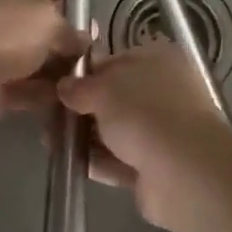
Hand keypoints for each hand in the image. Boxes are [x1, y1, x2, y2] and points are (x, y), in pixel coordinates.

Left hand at [0, 0, 88, 130]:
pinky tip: (66, 102)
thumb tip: (82, 41)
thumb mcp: (49, 20)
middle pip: (40, 23)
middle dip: (66, 39)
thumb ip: (71, 30)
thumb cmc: (6, 32)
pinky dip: (42, 94)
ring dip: (56, 70)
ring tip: (85, 82)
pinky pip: (23, 87)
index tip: (93, 18)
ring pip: (33, 57)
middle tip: (93, 55)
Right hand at [57, 41, 227, 228]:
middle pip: (115, 96)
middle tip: (49, 115)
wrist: (182, 172)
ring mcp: (162, 130)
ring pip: (116, 129)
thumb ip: (80, 86)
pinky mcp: (156, 166)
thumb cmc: (143, 113)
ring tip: (50, 139)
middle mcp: (164, 90)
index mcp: (158, 59)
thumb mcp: (103, 89)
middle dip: (83, 106)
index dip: (86, 72)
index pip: (115, 60)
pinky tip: (69, 162)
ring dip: (87, 135)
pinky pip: (120, 159)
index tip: (58, 85)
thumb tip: (64, 86)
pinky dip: (98, 160)